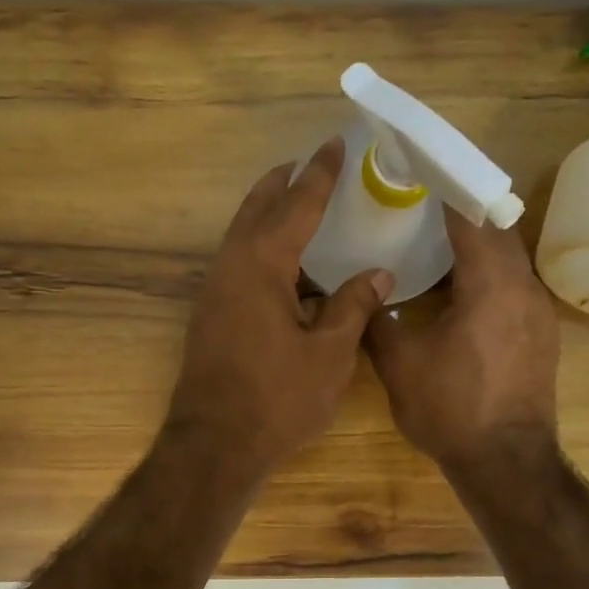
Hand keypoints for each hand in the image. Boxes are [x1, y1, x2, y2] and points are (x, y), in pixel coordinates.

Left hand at [166, 138, 392, 475]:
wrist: (214, 444)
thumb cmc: (277, 398)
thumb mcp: (329, 353)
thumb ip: (353, 306)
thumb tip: (378, 274)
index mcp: (262, 264)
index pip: (296, 205)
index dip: (319, 175)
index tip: (333, 145)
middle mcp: (231, 267)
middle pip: (257, 209)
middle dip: (282, 183)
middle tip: (307, 164)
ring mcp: (215, 291)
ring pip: (242, 236)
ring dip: (268, 214)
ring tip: (298, 206)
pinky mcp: (211, 315)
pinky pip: (239, 263)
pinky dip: (262, 248)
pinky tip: (286, 267)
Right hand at [366, 208, 559, 472]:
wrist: (506, 462)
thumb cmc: (451, 408)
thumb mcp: (399, 363)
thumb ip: (377, 319)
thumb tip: (363, 293)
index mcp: (491, 284)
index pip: (473, 217)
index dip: (449, 191)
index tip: (424, 172)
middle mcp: (524, 288)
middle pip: (499, 231)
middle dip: (465, 214)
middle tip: (425, 205)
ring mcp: (539, 312)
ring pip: (510, 259)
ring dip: (480, 246)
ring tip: (439, 244)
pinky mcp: (542, 335)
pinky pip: (515, 286)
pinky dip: (490, 275)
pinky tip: (461, 291)